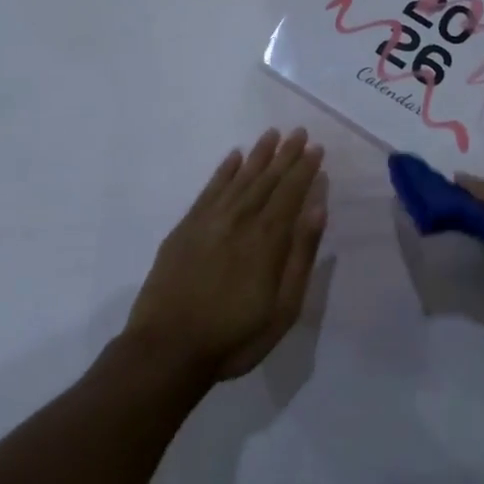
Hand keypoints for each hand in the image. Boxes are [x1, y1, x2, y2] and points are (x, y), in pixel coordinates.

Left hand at [126, 129, 327, 385]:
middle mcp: (240, 220)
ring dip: (258, 155)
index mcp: (267, 239)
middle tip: (300, 131)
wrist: (167, 351)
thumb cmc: (234, 337)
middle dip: (286, 154)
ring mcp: (209, 221)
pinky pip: (209, 190)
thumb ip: (301, 255)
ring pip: (239, 178)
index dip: (304, 169)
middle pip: (267, 179)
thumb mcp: (282, 308)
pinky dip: (223, 171)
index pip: (291, 193)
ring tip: (272, 133)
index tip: (316, 149)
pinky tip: (234, 157)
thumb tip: (317, 210)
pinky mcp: (185, 228)